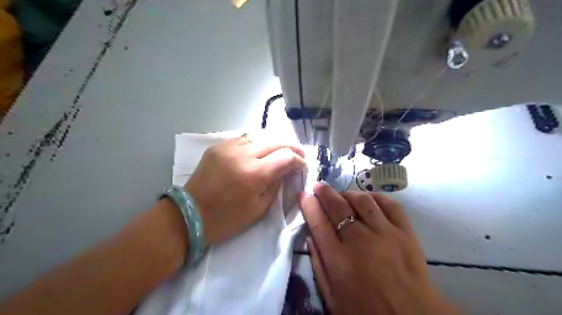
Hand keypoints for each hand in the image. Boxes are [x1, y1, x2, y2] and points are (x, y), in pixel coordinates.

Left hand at [187, 134, 305, 247]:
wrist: (189, 215)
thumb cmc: (227, 219)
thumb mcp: (259, 208)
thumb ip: (276, 184)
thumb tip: (286, 169)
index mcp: (255, 174)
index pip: (286, 157)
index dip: (299, 160)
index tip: (303, 165)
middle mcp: (243, 154)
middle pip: (276, 140)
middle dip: (292, 146)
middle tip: (299, 153)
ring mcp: (228, 147)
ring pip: (260, 136)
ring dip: (274, 143)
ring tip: (280, 151)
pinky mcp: (217, 146)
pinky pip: (243, 139)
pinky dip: (256, 143)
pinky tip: (259, 151)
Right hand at [301, 184, 457, 313]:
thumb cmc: (366, 311)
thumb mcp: (332, 298)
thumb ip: (318, 266)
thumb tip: (311, 237)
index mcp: (339, 260)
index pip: (319, 223)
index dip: (309, 205)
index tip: (304, 195)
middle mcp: (360, 241)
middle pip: (338, 207)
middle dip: (324, 193)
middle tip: (318, 186)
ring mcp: (385, 233)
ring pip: (362, 201)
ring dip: (348, 194)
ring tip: (342, 195)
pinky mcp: (406, 232)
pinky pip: (390, 204)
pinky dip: (376, 197)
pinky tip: (369, 200)